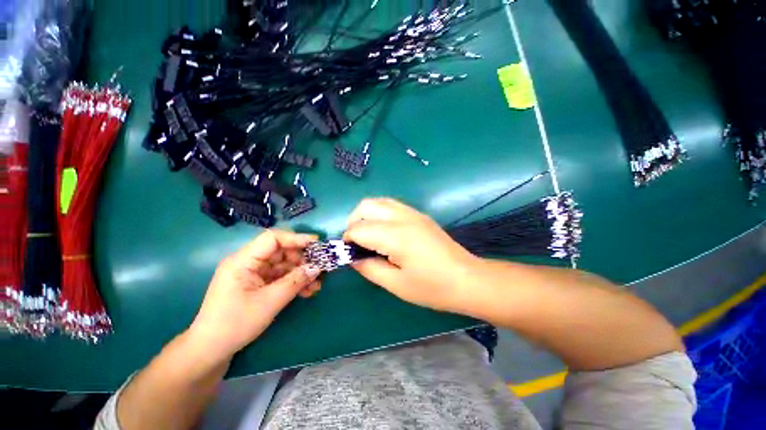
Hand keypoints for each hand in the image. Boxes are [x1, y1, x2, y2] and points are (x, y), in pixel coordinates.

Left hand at [187, 230, 321, 360]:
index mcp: (243, 260)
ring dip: (301, 273)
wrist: (211, 351)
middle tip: (320, 268)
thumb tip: (317, 267)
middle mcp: (248, 262)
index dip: (296, 238)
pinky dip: (294, 282)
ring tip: (317, 284)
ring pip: (283, 265)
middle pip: (281, 251)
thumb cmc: (235, 324)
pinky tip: (307, 291)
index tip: (316, 244)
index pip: (273, 239)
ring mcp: (253, 274)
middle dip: (302, 259)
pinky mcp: (258, 284)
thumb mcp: (270, 302)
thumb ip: (295, 281)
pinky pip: (280, 277)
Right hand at [343, 198, 478, 312]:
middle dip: (354, 222)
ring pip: (379, 202)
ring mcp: (413, 213)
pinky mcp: (419, 215)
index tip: (349, 253)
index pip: (358, 228)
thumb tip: (353, 258)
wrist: (467, 279)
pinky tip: (385, 233)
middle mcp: (402, 217)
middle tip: (356, 243)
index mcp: (395, 235)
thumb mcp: (396, 284)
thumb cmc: (432, 287)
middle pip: (366, 206)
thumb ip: (369, 268)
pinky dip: (380, 214)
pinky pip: (392, 205)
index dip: (348, 240)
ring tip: (369, 236)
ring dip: (367, 215)